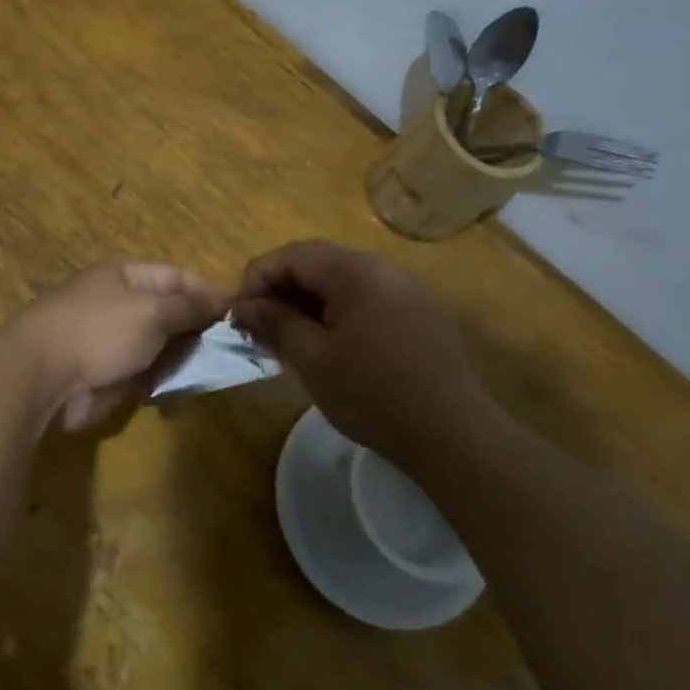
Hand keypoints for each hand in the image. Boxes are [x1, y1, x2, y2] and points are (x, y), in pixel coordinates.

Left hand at [19, 260, 227, 430]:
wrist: (43, 373)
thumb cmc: (100, 329)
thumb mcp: (153, 310)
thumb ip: (188, 306)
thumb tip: (219, 298)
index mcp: (128, 275)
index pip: (179, 276)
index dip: (209, 292)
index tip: (239, 314)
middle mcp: (121, 302)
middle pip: (171, 313)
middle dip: (198, 330)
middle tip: (229, 350)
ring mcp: (113, 339)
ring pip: (160, 346)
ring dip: (181, 359)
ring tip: (206, 372)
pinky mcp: (107, 372)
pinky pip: (144, 373)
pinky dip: (161, 381)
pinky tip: (178, 390)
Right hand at [230, 240, 500, 459]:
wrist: (452, 434)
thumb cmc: (372, 394)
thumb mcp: (312, 359)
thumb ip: (275, 322)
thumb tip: (244, 305)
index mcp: (355, 271)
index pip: (292, 255)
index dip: (257, 279)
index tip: (237, 314)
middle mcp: (383, 267)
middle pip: (317, 262)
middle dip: (281, 288)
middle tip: (257, 325)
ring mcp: (406, 288)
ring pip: (341, 280)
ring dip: (307, 300)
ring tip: (287, 336)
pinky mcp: (419, 311)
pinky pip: (366, 296)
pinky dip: (336, 310)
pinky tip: (327, 343)